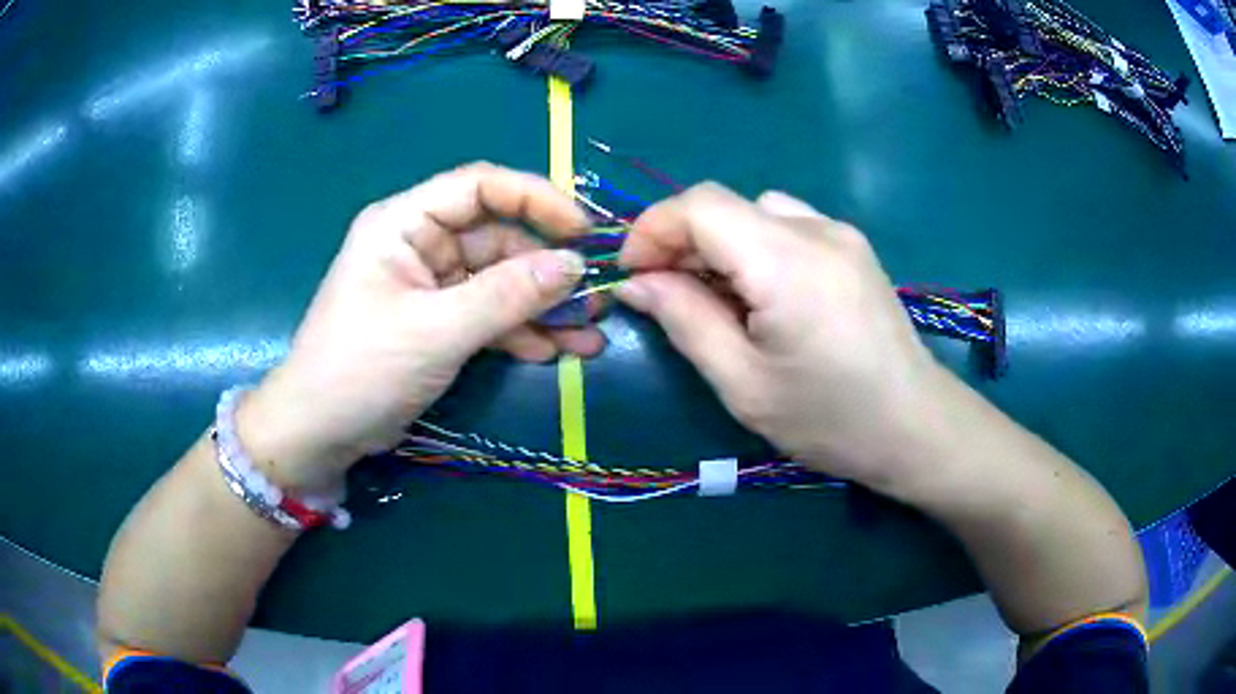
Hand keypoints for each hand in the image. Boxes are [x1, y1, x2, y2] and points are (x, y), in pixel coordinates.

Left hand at [238, 163, 602, 491]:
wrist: (320, 434)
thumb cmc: (361, 369)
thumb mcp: (435, 330)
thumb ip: (507, 295)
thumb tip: (574, 265)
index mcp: (405, 223)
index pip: (480, 186)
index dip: (536, 199)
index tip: (582, 232)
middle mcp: (420, 243)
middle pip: (497, 238)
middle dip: (547, 269)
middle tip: (597, 297)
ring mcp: (430, 285)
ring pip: (499, 281)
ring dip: (542, 306)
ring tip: (589, 334)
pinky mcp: (438, 322)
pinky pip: (488, 315)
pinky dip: (520, 331)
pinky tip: (554, 352)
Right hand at [617, 184, 950, 493]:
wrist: (915, 426)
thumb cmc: (830, 420)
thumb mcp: (743, 384)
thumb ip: (685, 321)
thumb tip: (636, 282)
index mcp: (787, 263)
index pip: (699, 205)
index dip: (653, 229)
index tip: (633, 276)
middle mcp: (815, 229)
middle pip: (724, 205)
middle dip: (680, 242)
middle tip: (667, 297)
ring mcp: (840, 233)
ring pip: (753, 211)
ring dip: (719, 245)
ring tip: (719, 300)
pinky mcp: (852, 246)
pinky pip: (786, 224)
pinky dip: (754, 247)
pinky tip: (765, 295)